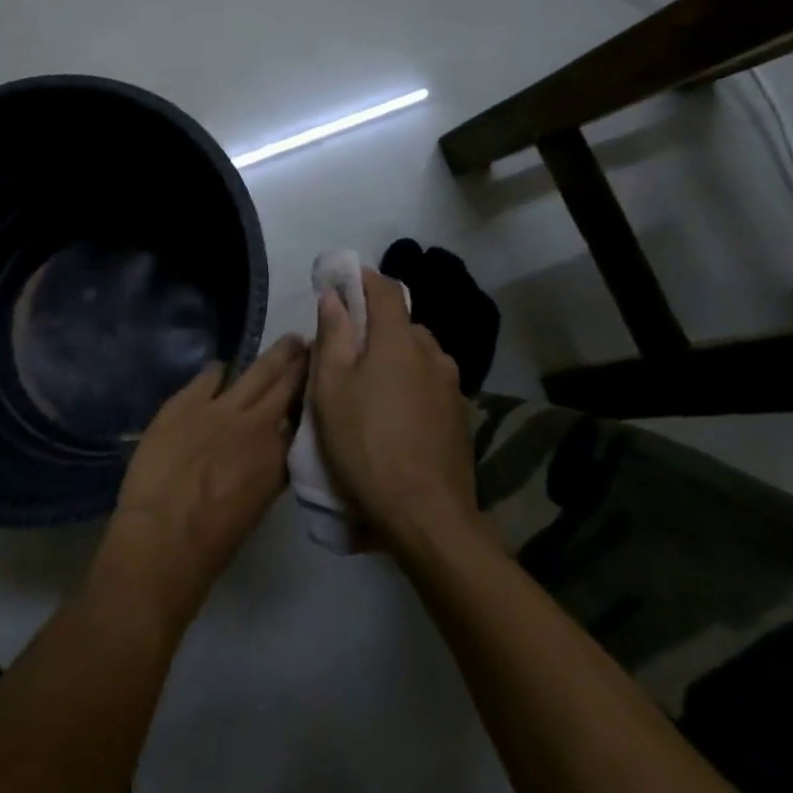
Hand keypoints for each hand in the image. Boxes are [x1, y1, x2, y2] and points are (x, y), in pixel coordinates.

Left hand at [98, 336, 307, 626]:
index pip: (302, 418)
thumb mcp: (257, 505)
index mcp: (278, 457)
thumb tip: (273, 452)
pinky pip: (209, 375)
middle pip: (285, 386)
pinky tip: (221, 367)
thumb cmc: (213, 540)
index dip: (311, 399)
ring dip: (275, 356)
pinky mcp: (186, 401)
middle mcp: (257, 424)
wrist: (164, 533)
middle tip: (312, 344)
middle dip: (300, 365)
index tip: (320, 383)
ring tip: (289, 340)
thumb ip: (269, 471)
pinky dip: (218, 371)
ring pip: (256, 372)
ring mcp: (221, 408)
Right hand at [309, 270, 480, 555]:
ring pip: (418, 354)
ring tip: (369, 386)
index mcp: (399, 340)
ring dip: (394, 356)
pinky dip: (410, 382)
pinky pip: (429, 382)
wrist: (427, 514)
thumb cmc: (366, 444)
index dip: (362, 278)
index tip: (339, 280)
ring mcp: (452, 385)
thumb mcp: (331, 390)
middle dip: (373, 325)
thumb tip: (334, 296)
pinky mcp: (460, 414)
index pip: (385, 289)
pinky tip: (394, 414)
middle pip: (401, 323)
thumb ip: (333, 337)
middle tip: (344, 350)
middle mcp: (432, 352)